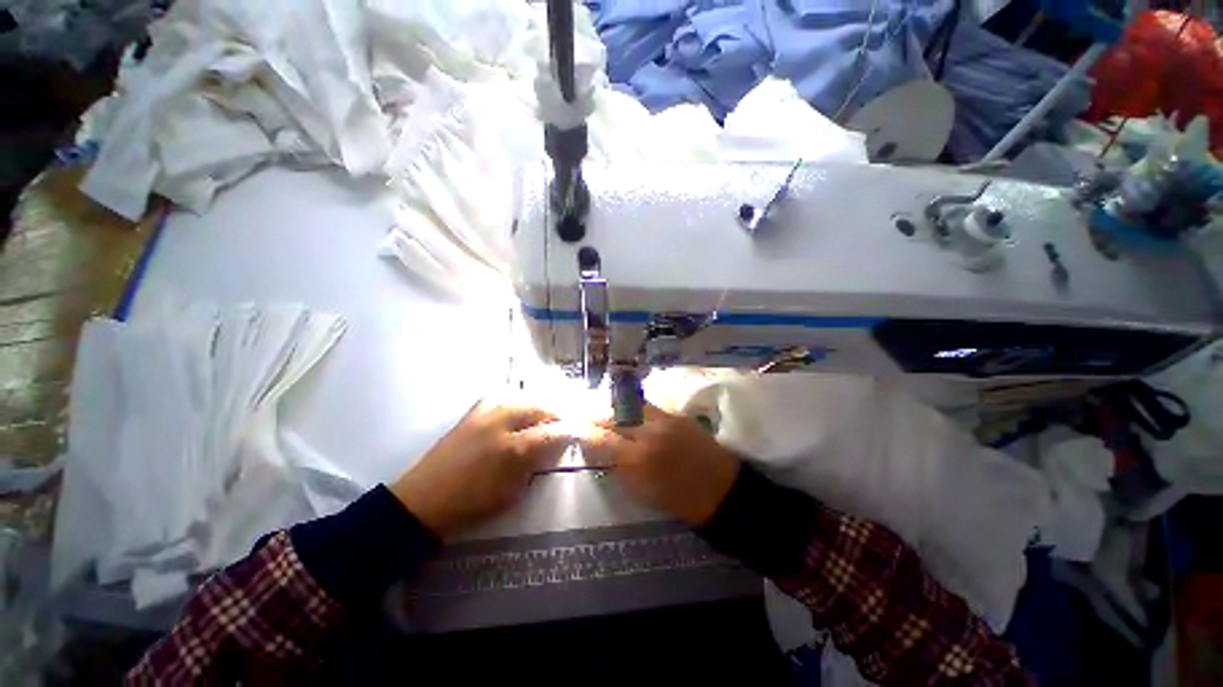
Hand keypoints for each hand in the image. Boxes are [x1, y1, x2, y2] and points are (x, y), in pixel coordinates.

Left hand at [390, 402, 569, 538]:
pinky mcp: (471, 414)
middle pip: (538, 407)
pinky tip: (520, 411)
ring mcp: (484, 415)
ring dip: (538, 406)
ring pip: (521, 399)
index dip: (568, 430)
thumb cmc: (470, 504)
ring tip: (546, 415)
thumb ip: (534, 466)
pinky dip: (517, 403)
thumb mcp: (510, 492)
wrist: (422, 502)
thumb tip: (552, 449)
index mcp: (512, 448)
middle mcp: (500, 423)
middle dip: (555, 412)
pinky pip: (501, 400)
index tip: (580, 430)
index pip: (550, 432)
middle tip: (565, 420)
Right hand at [582, 405, 739, 526]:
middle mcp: (647, 434)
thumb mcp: (642, 492)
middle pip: (612, 417)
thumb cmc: (680, 501)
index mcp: (637, 460)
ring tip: (603, 409)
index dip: (585, 432)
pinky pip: (647, 406)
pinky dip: (632, 407)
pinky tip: (626, 409)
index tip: (574, 428)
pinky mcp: (676, 414)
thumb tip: (599, 451)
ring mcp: (663, 420)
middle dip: (595, 414)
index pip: (601, 439)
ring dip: (612, 408)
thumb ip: (619, 468)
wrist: (721, 490)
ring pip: (629, 406)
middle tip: (583, 413)